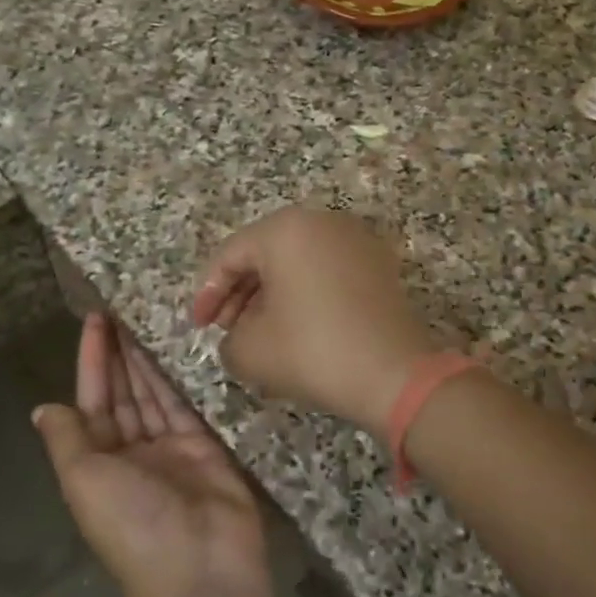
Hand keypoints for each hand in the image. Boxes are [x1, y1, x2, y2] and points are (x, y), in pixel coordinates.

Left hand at [33, 314, 268, 596]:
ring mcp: (170, 450)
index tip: (94, 320)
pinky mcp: (206, 447)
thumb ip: (67, 439)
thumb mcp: (83, 480)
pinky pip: (187, 405)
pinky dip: (180, 378)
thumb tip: (43, 409)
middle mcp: (131, 453)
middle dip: (119, 353)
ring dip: (148, 359)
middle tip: (124, 308)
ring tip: (147, 317)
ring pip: (154, 394)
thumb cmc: (132, 522)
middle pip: (123, 393)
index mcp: (97, 462)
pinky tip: (178, 347)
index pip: (91, 400)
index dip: (91, 360)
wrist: (199, 567)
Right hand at [193, 207, 436, 435]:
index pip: (230, 255)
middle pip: (264, 254)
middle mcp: (322, 222)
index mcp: (285, 229)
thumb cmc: (313, 351)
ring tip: (260, 334)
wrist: (396, 374)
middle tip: (227, 330)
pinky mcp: (378, 265)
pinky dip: (304, 295)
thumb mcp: (249, 350)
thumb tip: (239, 334)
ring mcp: (356, 240)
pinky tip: (297, 329)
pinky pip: (326, 272)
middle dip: (240, 293)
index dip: (207, 293)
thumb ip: (227, 337)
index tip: (199, 327)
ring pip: (296, 263)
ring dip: (271, 295)